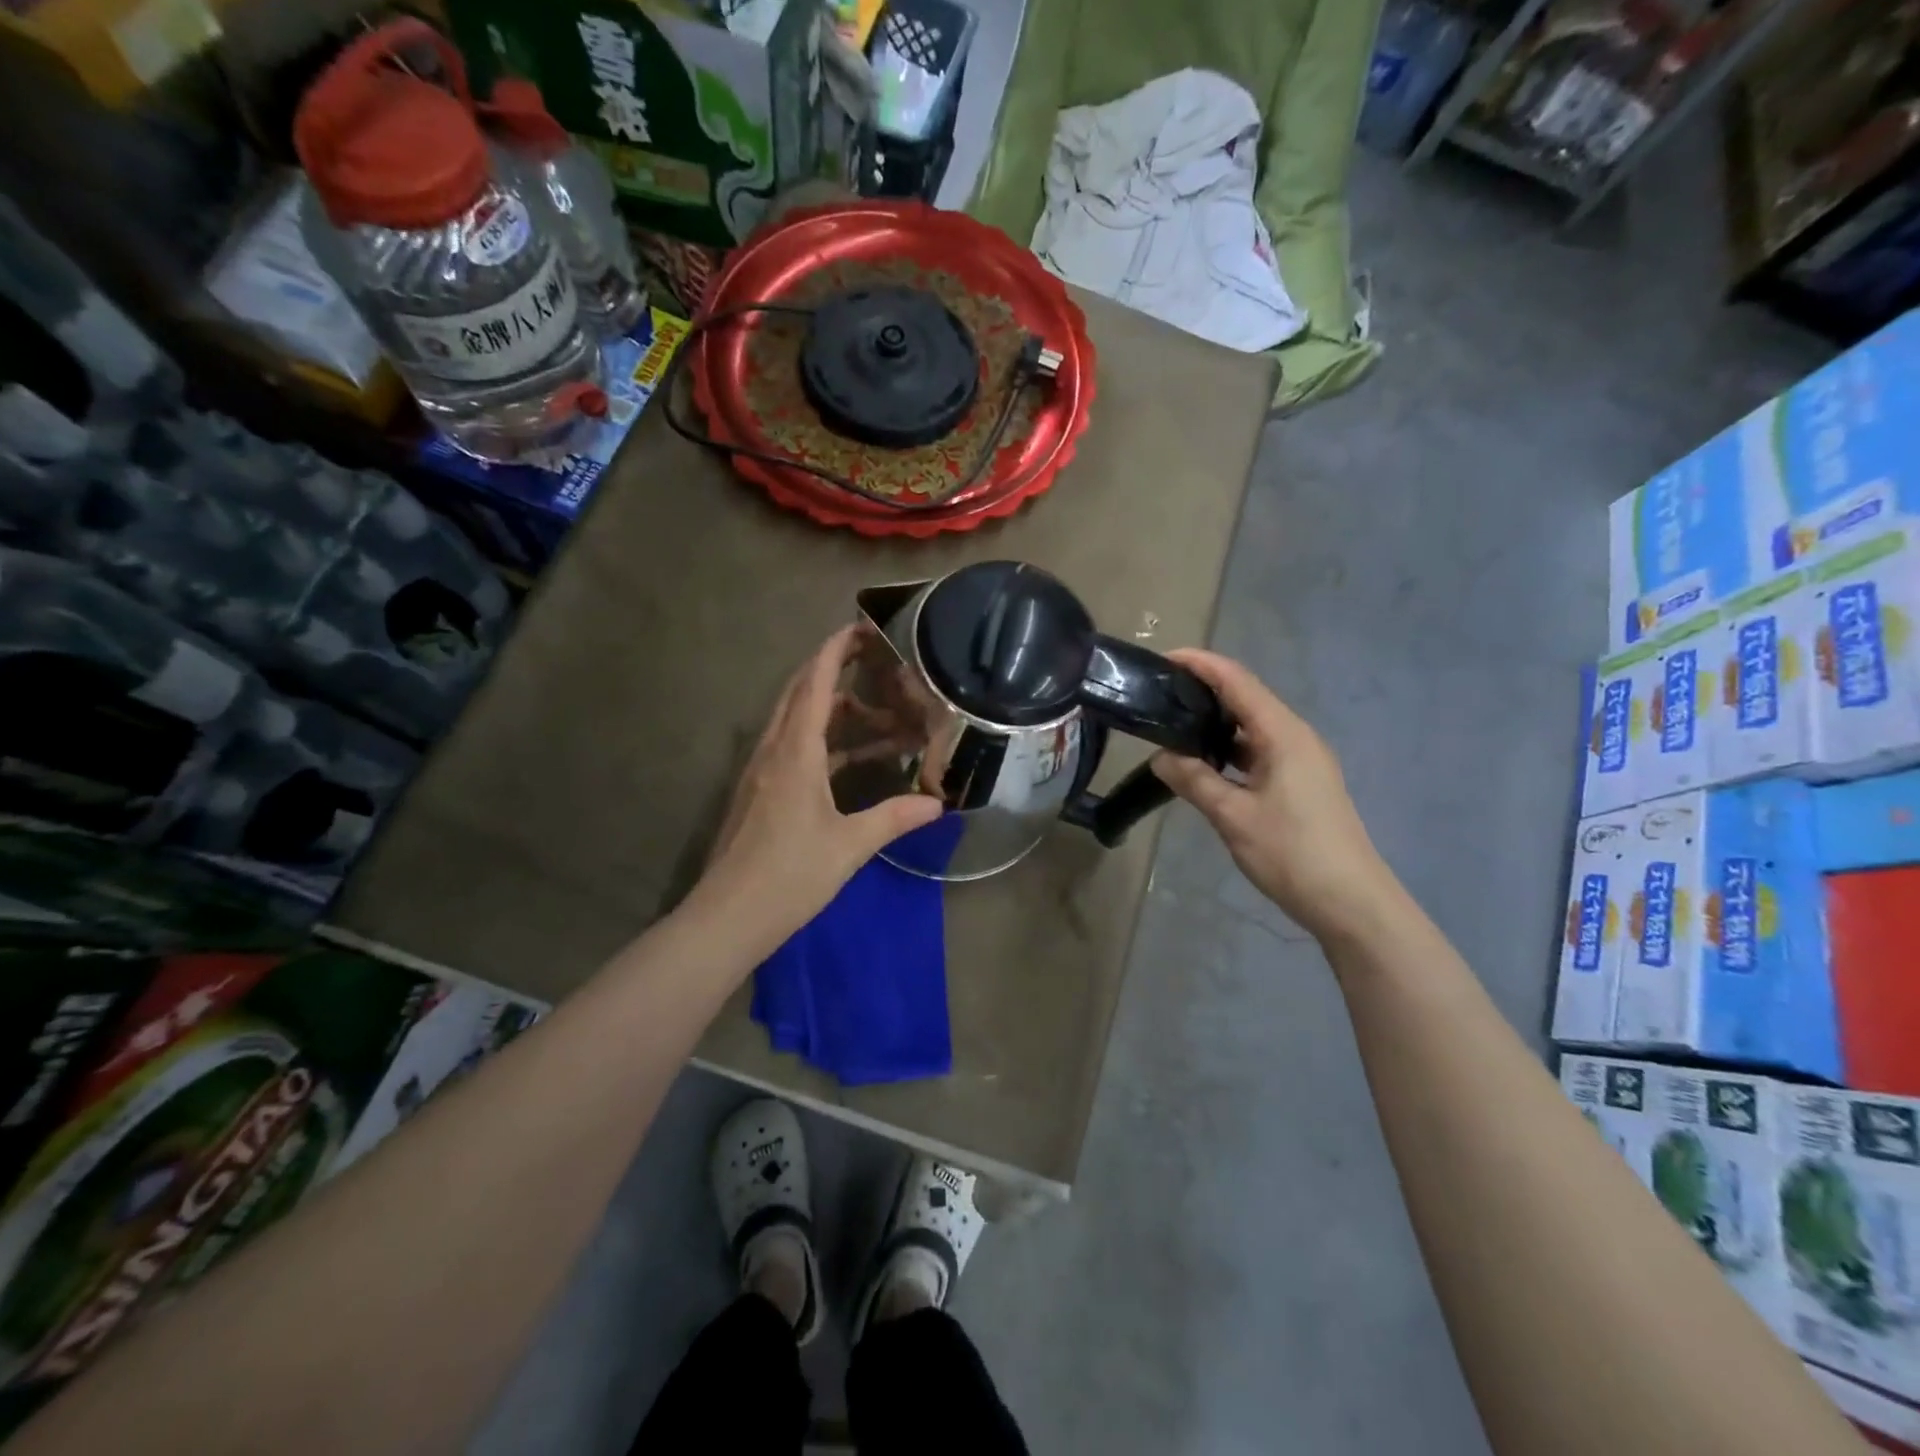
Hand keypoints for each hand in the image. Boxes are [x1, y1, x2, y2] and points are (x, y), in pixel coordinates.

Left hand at [699, 627, 942, 939]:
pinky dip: (819, 738)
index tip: (859, 627)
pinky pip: (790, 746)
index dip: (834, 650)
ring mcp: (760, 771)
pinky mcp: (758, 792)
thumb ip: (894, 818)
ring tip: (873, 713)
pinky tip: (846, 758)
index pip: (814, 684)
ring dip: (828, 707)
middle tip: (871, 660)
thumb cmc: (789, 875)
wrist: (727, 917)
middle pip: (799, 692)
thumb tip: (938, 804)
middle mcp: (773, 751)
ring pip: (794, 720)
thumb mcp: (849, 846)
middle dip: (832, 669)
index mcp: (794, 752)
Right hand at [1150, 649, 1398, 945]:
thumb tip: (1161, 757)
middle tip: (1159, 695)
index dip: (1201, 664)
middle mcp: (1296, 737)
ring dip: (1216, 722)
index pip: (1237, 681)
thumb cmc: (1292, 853)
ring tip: (1174, 725)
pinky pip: (1259, 750)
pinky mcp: (1301, 782)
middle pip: (1246, 698)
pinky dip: (1230, 749)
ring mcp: (1302, 760)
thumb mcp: (1233, 816)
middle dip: (1204, 689)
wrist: (1351, 902)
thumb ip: (1195, 780)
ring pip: (1252, 727)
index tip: (1162, 659)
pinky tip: (1205, 763)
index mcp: (1283, 734)